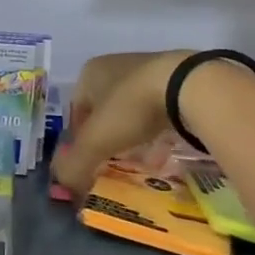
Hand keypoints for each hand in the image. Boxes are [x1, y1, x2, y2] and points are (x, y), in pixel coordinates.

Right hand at [51, 49, 192, 196]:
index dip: (78, 140)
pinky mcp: (177, 78)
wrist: (189, 85)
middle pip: (104, 111)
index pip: (75, 111)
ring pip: (132, 111)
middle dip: (107, 138)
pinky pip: (159, 110)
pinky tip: (164, 149)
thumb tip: (65, 188)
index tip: (89, 162)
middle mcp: (115, 66)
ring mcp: (148, 69)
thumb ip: (74, 166)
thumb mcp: (95, 141)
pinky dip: (158, 130)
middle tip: (113, 163)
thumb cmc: (131, 107)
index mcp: (89, 73)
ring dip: (133, 135)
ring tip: (141, 160)